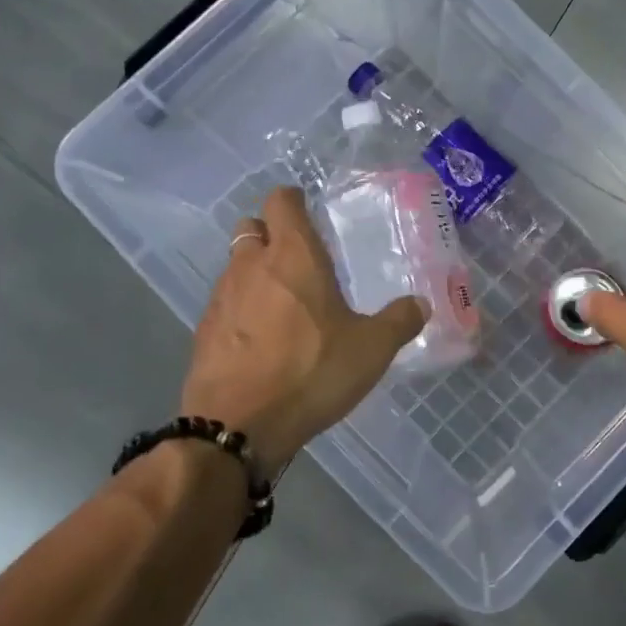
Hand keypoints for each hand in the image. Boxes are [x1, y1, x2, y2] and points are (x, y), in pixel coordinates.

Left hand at [180, 187, 426, 467]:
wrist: (237, 425)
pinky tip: (261, 340)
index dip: (294, 200)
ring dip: (255, 273)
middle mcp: (251, 265)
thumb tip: (421, 304)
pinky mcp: (204, 332)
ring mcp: (221, 298)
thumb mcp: (371, 349)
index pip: (282, 201)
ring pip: (236, 266)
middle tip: (299, 259)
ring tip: (284, 304)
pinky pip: (225, 305)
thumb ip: (399, 321)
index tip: (309, 211)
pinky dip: (241, 310)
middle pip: (251, 228)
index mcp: (293, 255)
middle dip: (271, 234)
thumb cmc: (311, 371)